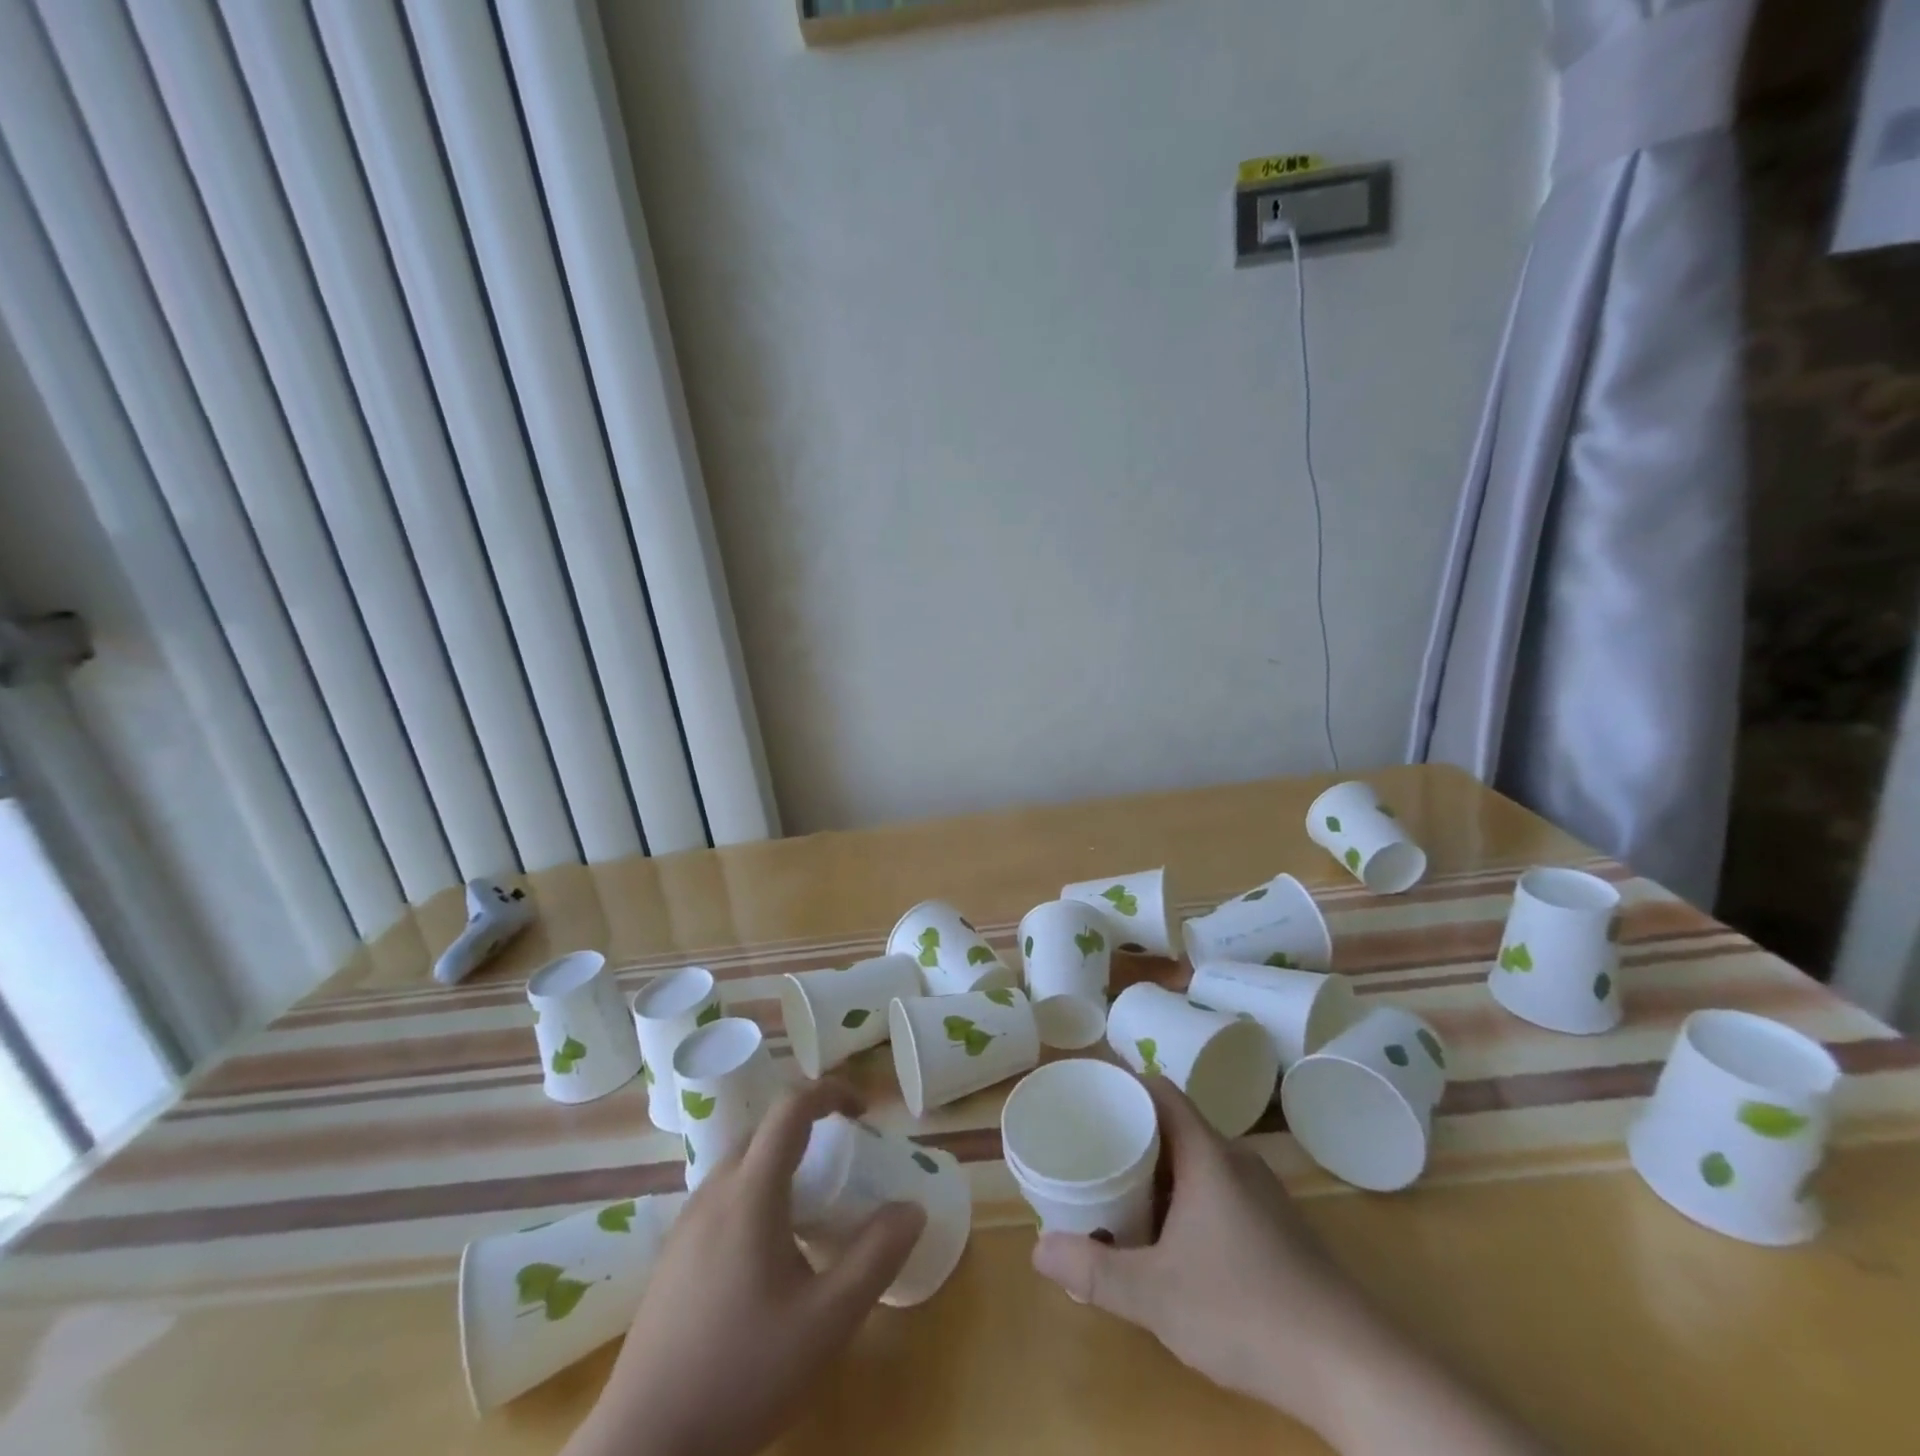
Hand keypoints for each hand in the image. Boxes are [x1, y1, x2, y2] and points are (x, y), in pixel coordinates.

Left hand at [564, 1080, 925, 1455]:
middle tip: (845, 1161)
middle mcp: (713, 1193)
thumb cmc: (741, 1374)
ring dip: (781, 1162)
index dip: (830, 1092)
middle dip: (809, 1128)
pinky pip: (723, 1197)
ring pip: (741, 1164)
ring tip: (814, 1207)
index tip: (863, 1111)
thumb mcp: (826, 1322)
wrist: (645, 1447)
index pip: (790, 1109)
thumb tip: (911, 1208)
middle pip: (764, 1131)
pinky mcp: (673, 1256)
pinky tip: (771, 1253)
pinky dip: (758, 1193)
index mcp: (749, 1193)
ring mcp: (686, 1225)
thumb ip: (874, 1258)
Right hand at [1032, 1077, 1542, 1454]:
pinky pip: (1219, 1192)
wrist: (1353, 1368)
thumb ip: (1094, 1270)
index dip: (1123, 1082)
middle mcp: (1236, 1162)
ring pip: (1199, 1162)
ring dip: (1159, 1171)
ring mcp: (1262, 1196)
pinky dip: (1186, 1199)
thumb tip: (1038, 1248)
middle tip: (1090, 1149)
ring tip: (1120, 1192)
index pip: (1160, 1090)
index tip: (1088, 1092)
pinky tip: (1172, 1241)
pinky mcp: (1279, 1231)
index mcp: (1207, 1155)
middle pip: (1176, 1125)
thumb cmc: (1245, 1311)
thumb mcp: (1155, 1295)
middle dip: (1132, 1133)